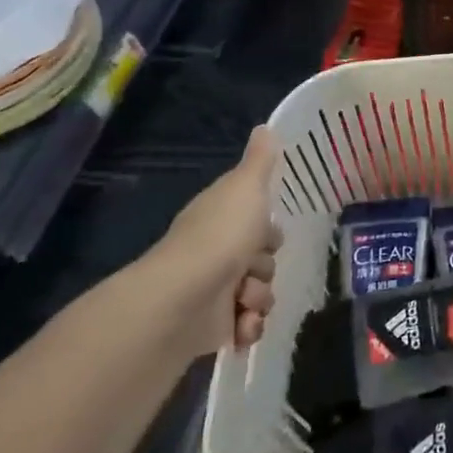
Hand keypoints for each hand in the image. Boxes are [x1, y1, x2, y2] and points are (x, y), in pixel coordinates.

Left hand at [155, 127, 284, 351]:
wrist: (184, 298)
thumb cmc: (220, 236)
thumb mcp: (247, 187)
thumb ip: (260, 160)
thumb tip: (266, 126)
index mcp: (220, 218)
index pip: (255, 221)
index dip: (268, 228)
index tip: (269, 231)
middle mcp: (215, 252)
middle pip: (262, 258)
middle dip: (266, 266)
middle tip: (254, 265)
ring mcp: (213, 290)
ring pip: (259, 293)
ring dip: (259, 298)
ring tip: (244, 300)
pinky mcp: (212, 327)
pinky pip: (247, 326)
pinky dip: (248, 327)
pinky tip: (242, 326)